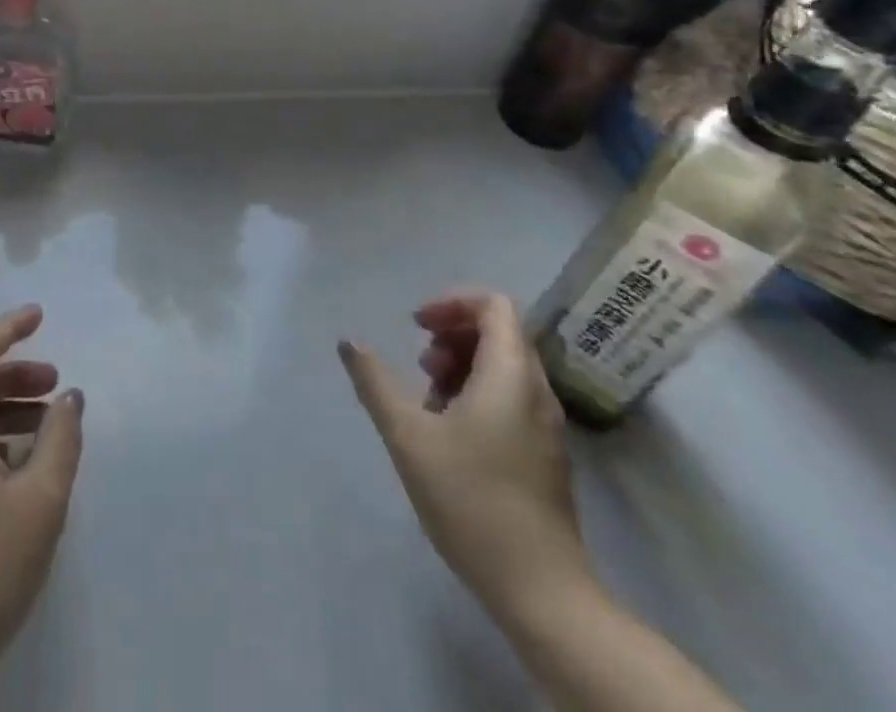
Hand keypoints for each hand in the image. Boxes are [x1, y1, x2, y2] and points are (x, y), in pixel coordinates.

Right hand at [338, 291, 590, 618]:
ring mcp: (547, 425)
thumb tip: (348, 341)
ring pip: (505, 367)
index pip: (494, 305)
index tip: (417, 327)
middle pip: (499, 333)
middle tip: (421, 368)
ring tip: (429, 404)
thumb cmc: (471, 501)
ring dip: (463, 367)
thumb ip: (375, 383)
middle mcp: (536, 390)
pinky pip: (512, 398)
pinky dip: (479, 394)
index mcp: (511, 374)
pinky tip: (451, 435)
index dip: (452, 302)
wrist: (542, 593)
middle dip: (453, 336)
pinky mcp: (546, 454)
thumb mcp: (409, 436)